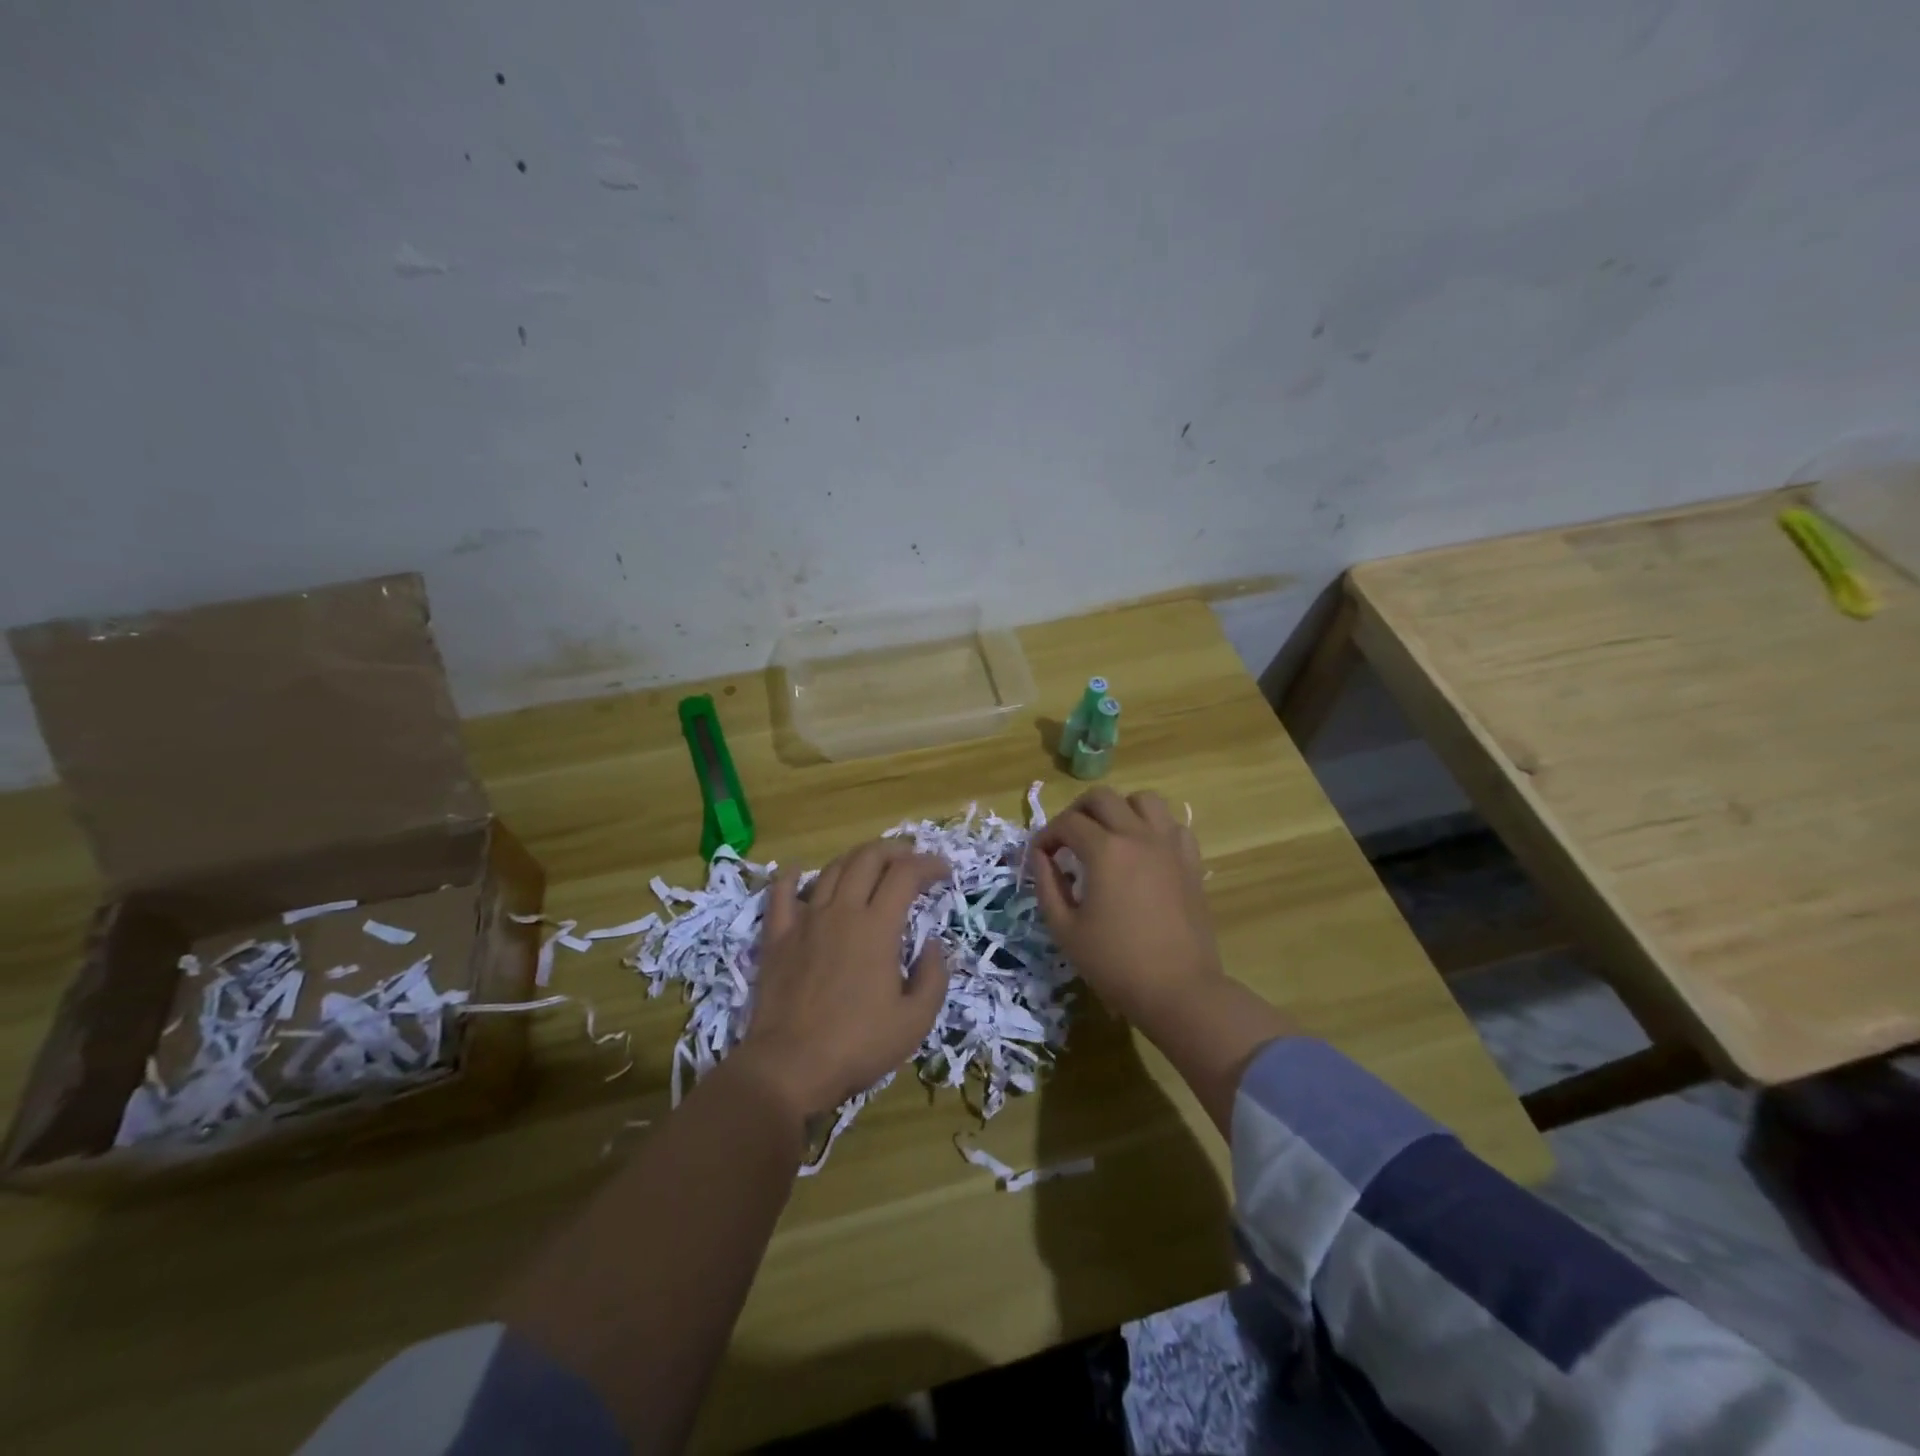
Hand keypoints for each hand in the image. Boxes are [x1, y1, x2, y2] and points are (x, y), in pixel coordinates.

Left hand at [742, 839, 951, 1119]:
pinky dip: (792, 877)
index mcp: (878, 927)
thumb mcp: (915, 1020)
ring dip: (856, 859)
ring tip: (871, 866)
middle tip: (911, 859)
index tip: (944, 871)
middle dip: (895, 850)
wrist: (789, 1066)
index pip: (906, 874)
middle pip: (868, 858)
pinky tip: (799, 871)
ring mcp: (805, 920)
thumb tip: (932, 944)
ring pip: (832, 869)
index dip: (929, 864)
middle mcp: (842, 911)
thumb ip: (933, 976)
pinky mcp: (777, 937)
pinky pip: (781, 894)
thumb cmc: (857, 1045)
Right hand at [1031, 788, 1222, 1029]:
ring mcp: (1169, 845)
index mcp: (1105, 850)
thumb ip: (1047, 885)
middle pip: (1102, 797)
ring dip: (1119, 809)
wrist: (1179, 990)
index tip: (1040, 857)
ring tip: (1108, 835)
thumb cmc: (1115, 963)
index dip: (1046, 836)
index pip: (1067, 823)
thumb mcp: (1065, 929)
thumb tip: (1040, 856)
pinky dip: (1153, 827)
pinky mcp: (1190, 861)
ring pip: (1143, 799)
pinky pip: (1172, 825)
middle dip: (1077, 812)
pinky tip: (1143, 851)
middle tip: (1068, 840)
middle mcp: (1138, 836)